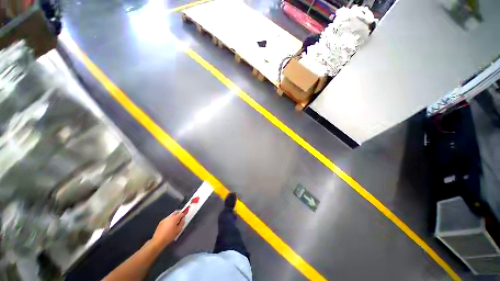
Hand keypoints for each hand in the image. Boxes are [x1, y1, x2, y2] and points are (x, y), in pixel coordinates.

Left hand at [151, 211, 185, 248]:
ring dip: (175, 216)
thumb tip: (183, 219)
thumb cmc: (169, 236)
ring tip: (176, 222)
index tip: (186, 213)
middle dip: (179, 213)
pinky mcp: (161, 222)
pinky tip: (170, 226)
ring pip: (171, 215)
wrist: (158, 241)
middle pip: (176, 212)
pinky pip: (167, 219)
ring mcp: (165, 219)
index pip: (181, 213)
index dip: (184, 213)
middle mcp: (169, 217)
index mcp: (174, 218)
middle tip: (182, 216)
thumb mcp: (178, 230)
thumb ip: (182, 223)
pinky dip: (170, 220)